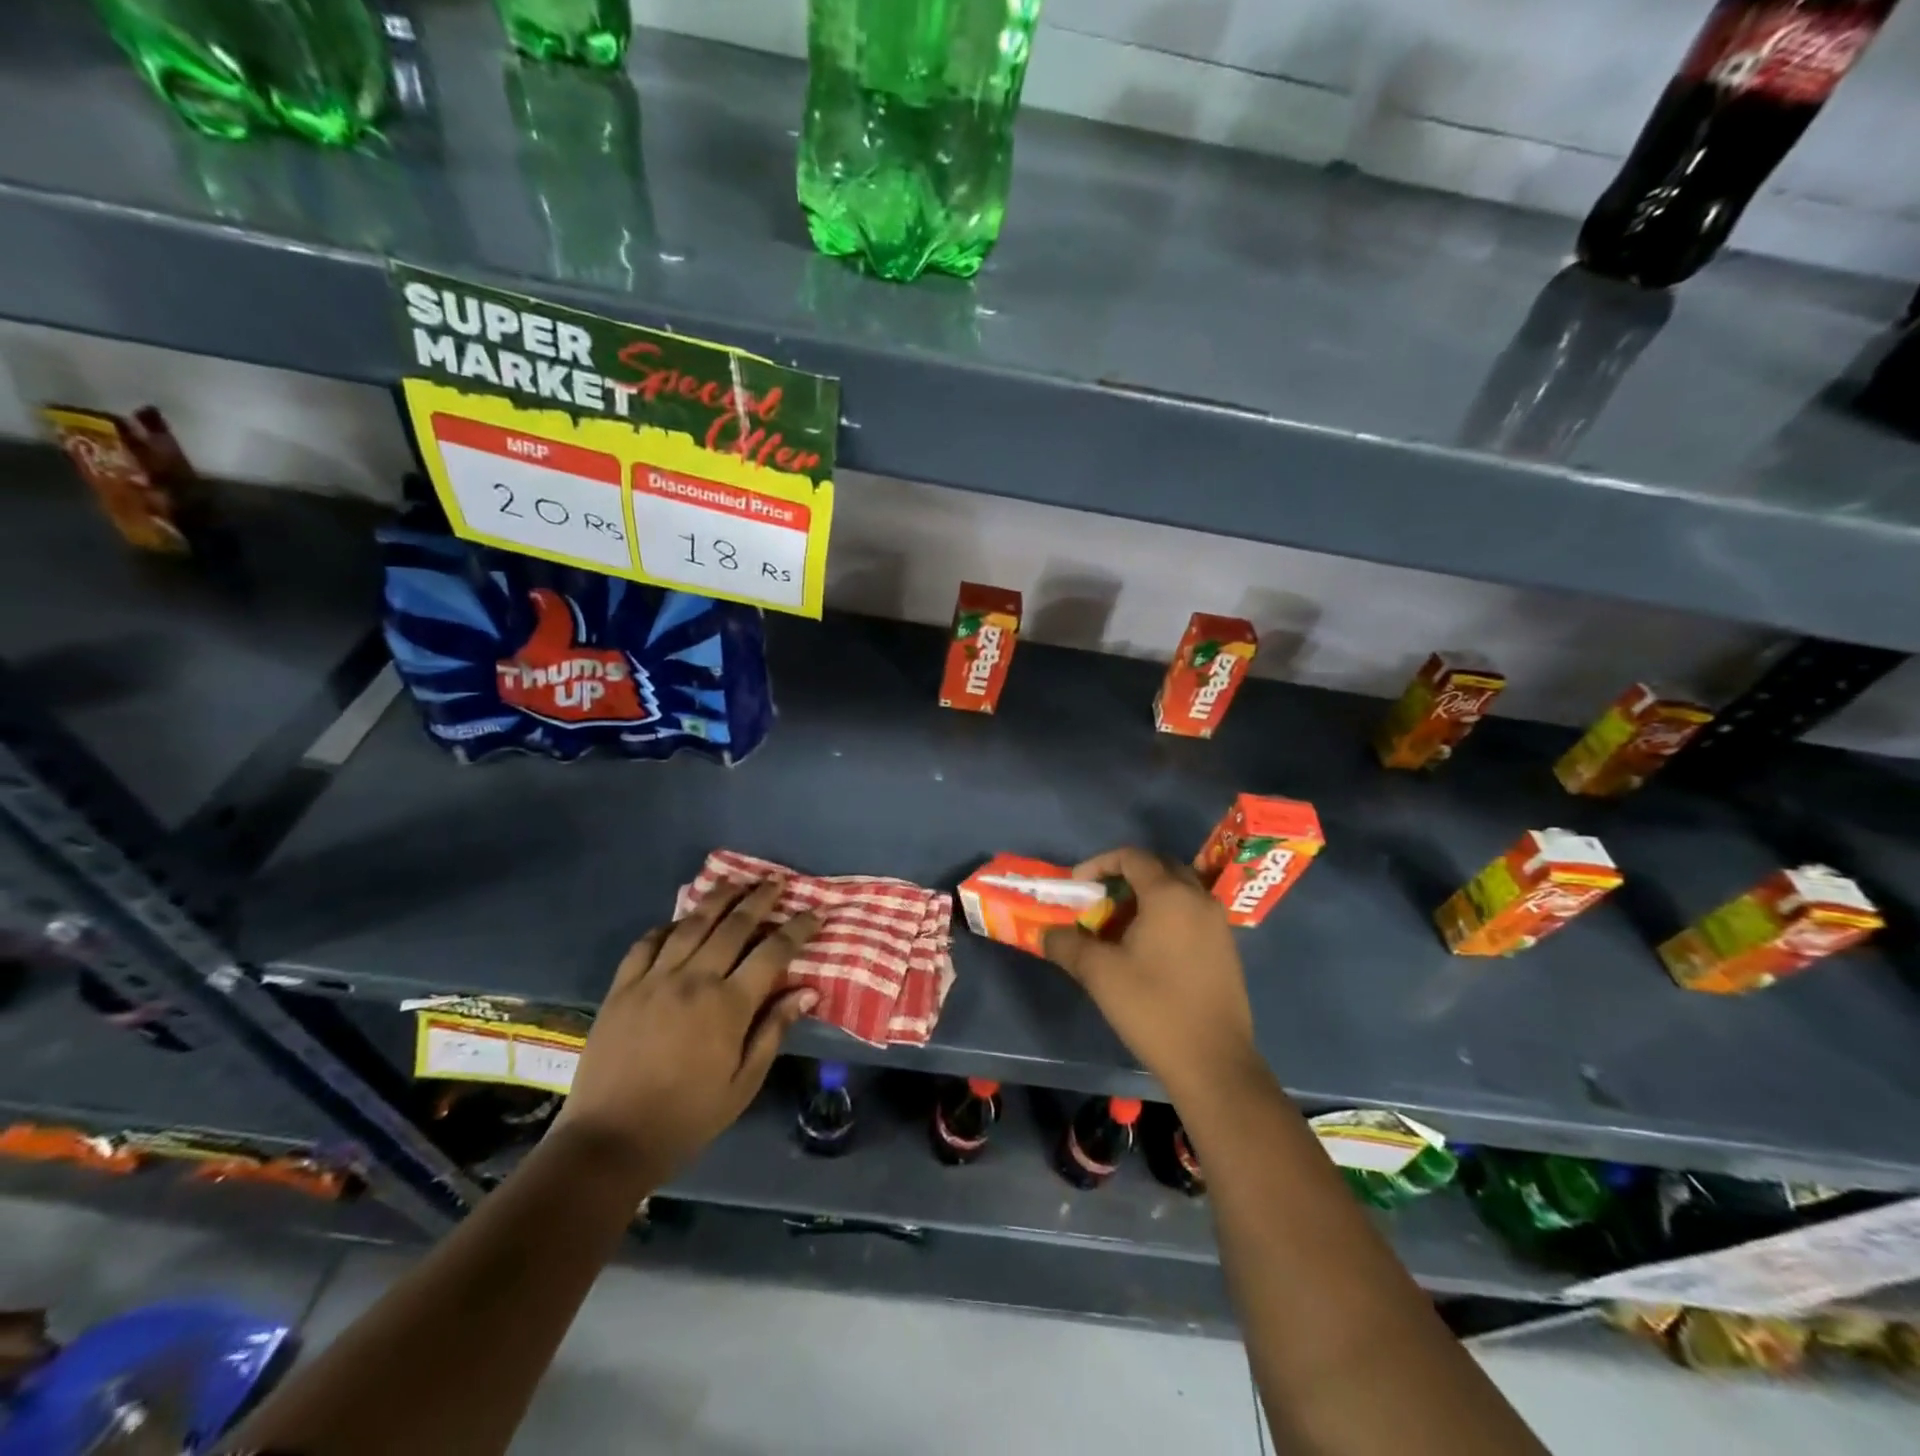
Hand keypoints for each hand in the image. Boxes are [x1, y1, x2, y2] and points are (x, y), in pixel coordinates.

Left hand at [554, 877, 820, 1180]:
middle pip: (734, 925)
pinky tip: (679, 921)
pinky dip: (667, 926)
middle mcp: (694, 979)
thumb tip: (808, 991)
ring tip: (736, 882)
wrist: (610, 1140)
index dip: (798, 928)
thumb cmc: (687, 1117)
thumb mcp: (743, 1083)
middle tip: (777, 881)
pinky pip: (647, 943)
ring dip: (718, 898)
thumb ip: (774, 1031)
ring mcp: (653, 979)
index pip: (773, 952)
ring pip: (692, 924)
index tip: (815, 912)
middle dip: (760, 899)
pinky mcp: (622, 987)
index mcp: (728, 1005)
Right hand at [1043, 847, 1263, 1100]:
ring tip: (1118, 925)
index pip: (1132, 857)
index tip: (1076, 886)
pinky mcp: (1226, 949)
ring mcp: (1218, 924)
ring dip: (1146, 897)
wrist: (1213, 1062)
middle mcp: (1199, 899)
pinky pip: (1191, 914)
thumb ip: (1067, 944)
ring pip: (1178, 891)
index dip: (1099, 864)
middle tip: (1098, 899)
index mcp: (1169, 895)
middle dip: (1125, 876)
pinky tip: (1147, 949)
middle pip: (1159, 867)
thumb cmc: (1153, 1008)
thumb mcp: (1099, 974)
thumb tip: (1046, 933)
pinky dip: (1166, 916)